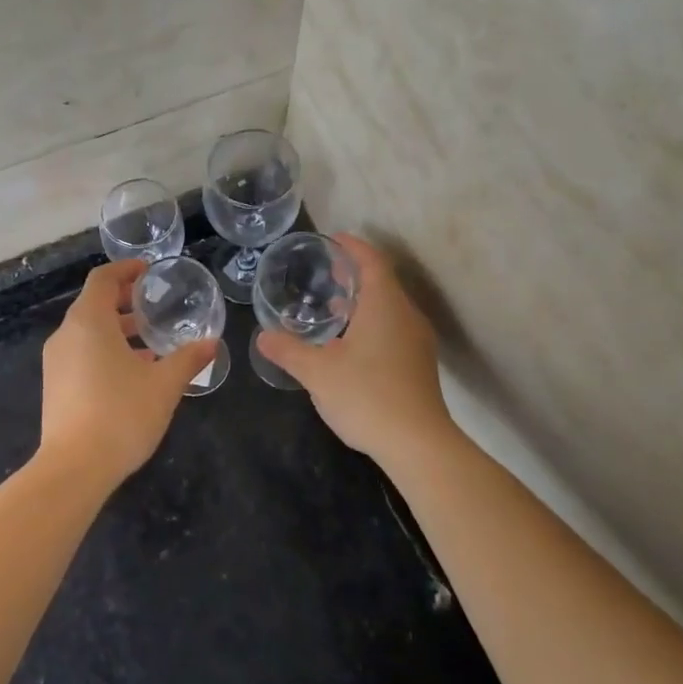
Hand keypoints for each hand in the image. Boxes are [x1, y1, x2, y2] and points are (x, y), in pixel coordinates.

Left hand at [38, 260, 217, 486]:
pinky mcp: (55, 386)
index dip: (125, 270)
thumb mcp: (164, 385)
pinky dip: (104, 351)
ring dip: (116, 330)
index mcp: (89, 322)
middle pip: (93, 305)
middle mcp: (66, 335)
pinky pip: (80, 354)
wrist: (74, 468)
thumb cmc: (122, 414)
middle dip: (124, 302)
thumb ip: (187, 359)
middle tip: (154, 306)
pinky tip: (131, 373)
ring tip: (149, 342)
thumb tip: (211, 343)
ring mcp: (56, 362)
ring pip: (87, 332)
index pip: (103, 279)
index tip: (148, 271)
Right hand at [255, 233, 454, 465]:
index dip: (353, 247)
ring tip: (334, 306)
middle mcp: (406, 316)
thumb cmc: (366, 396)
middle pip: (383, 282)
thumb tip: (263, 336)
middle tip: (327, 271)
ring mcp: (417, 342)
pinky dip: (372, 323)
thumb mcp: (317, 372)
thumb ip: (288, 350)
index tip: (333, 239)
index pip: (372, 261)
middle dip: (355, 273)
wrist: (418, 444)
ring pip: (389, 308)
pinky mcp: (419, 365)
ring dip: (363, 301)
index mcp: (384, 305)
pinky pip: (394, 329)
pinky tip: (350, 344)